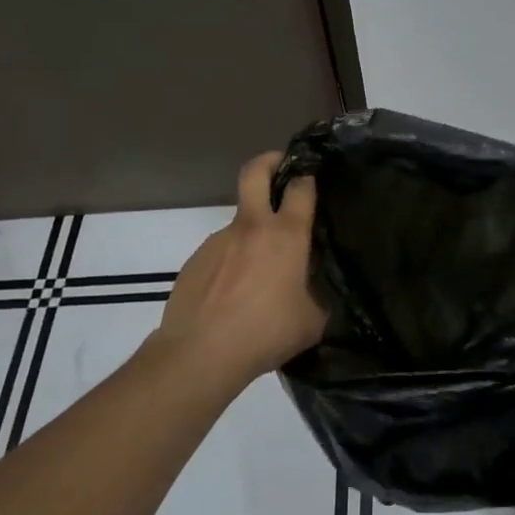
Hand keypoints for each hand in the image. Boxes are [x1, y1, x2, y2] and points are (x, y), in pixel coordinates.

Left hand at [152, 151, 326, 388]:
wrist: (200, 353)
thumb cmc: (266, 333)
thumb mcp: (312, 321)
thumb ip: (319, 296)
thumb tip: (318, 292)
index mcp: (286, 235)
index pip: (300, 187)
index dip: (308, 176)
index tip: (312, 176)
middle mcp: (251, 227)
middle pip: (255, 172)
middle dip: (269, 161)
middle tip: (280, 167)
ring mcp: (218, 240)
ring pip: (239, 221)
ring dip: (251, 233)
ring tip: (257, 273)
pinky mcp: (195, 260)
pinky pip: (220, 252)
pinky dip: (230, 264)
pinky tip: (232, 295)